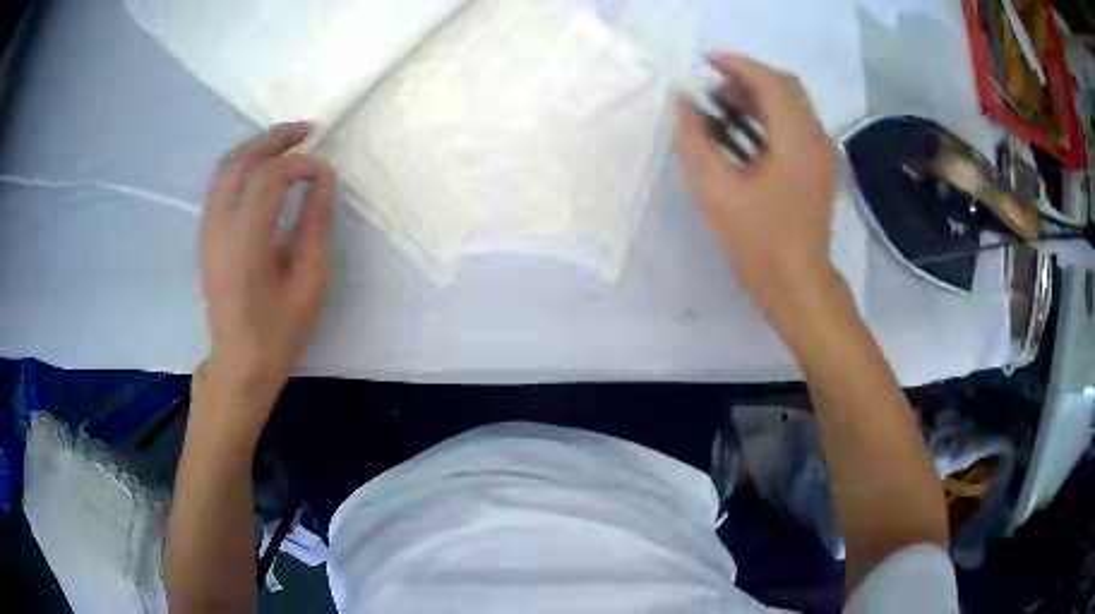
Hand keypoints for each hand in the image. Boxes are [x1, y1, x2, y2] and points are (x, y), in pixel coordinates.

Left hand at [199, 122, 335, 437]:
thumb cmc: (279, 331)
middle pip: (241, 160)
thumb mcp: (310, 282)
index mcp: (245, 240)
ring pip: (225, 167)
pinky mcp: (207, 235)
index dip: (301, 165)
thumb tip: (324, 179)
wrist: (239, 362)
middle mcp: (219, 226)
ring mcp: (208, 229)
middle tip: (307, 131)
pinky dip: (243, 165)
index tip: (326, 174)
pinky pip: (220, 184)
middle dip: (275, 139)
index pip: (270, 176)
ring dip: (257, 147)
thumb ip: (316, 224)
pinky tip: (263, 170)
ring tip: (287, 144)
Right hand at [676, 53, 839, 318]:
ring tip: (721, 103)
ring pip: (792, 105)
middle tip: (712, 83)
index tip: (707, 62)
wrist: (797, 285)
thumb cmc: (758, 243)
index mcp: (798, 142)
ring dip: (757, 96)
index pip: (772, 83)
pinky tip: (742, 129)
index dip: (739, 66)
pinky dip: (768, 116)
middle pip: (786, 88)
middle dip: (748, 77)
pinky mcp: (818, 167)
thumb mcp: (716, 191)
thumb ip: (695, 140)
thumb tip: (683, 103)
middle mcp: (817, 140)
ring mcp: (822, 154)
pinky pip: (795, 125)